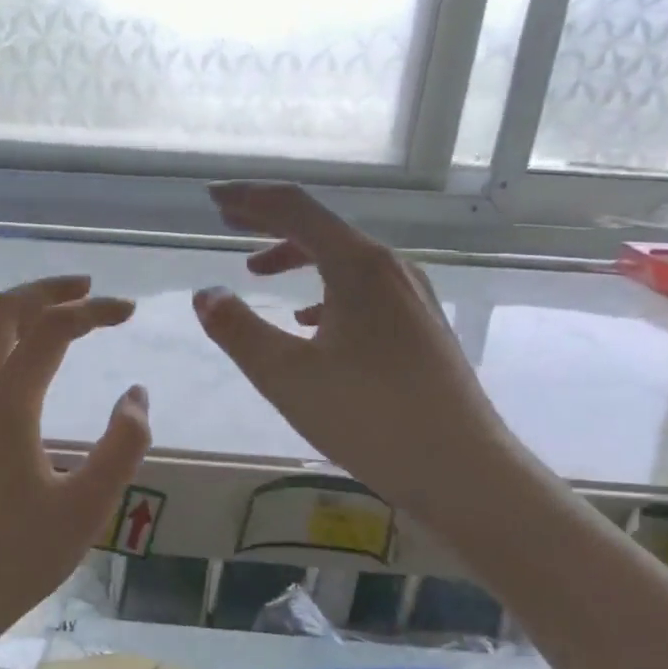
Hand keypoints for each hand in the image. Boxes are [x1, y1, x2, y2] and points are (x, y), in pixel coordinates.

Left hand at [0, 276, 151, 650]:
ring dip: (16, 311)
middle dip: (46, 289)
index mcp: (6, 407)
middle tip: (88, 290)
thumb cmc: (14, 561)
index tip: (129, 311)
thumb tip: (136, 395)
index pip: (51, 330)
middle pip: (0, 311)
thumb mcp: (86, 511)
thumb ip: (121, 447)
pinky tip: (16, 362)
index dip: (93, 310)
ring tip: (55, 315)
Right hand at [193, 182, 512, 520]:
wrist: (461, 469)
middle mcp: (389, 270)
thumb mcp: (284, 375)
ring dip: (296, 257)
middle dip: (269, 222)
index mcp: (357, 267)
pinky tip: (309, 320)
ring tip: (258, 271)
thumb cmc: (367, 417)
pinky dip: (324, 291)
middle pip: (321, 228)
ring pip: (342, 260)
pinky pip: (361, 290)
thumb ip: (237, 329)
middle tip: (228, 220)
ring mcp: (410, 298)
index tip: (213, 199)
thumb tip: (206, 294)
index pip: (296, 210)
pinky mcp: (418, 327)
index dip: (250, 200)